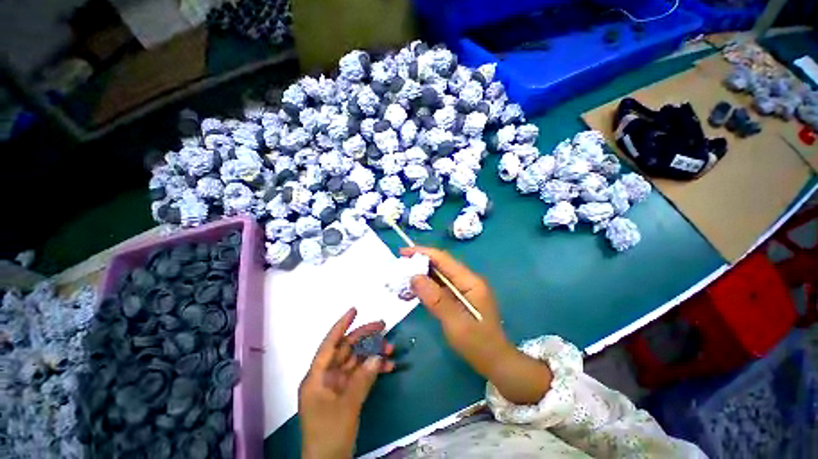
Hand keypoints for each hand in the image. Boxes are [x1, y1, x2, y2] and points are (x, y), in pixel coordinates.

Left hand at [299, 308, 394, 458]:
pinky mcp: (346, 393)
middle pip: (346, 349)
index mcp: (317, 377)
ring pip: (356, 361)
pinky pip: (361, 375)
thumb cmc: (329, 434)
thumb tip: (377, 357)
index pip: (329, 344)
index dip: (341, 325)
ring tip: (390, 348)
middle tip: (382, 325)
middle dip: (364, 336)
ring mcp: (337, 385)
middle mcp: (326, 376)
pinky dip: (373, 370)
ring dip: (372, 354)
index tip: (355, 310)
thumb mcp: (347, 406)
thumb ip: (362, 379)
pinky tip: (388, 366)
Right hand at [403, 247, 551, 404]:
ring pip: (438, 276)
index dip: (423, 253)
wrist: (496, 362)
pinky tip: (412, 293)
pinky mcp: (458, 298)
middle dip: (419, 263)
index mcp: (470, 281)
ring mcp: (463, 289)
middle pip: (440, 265)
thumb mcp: (455, 323)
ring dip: (420, 276)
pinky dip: (425, 288)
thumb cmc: (478, 344)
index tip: (403, 252)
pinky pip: (439, 288)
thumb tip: (415, 277)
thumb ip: (436, 299)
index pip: (444, 259)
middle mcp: (467, 281)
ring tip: (402, 280)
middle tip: (399, 267)